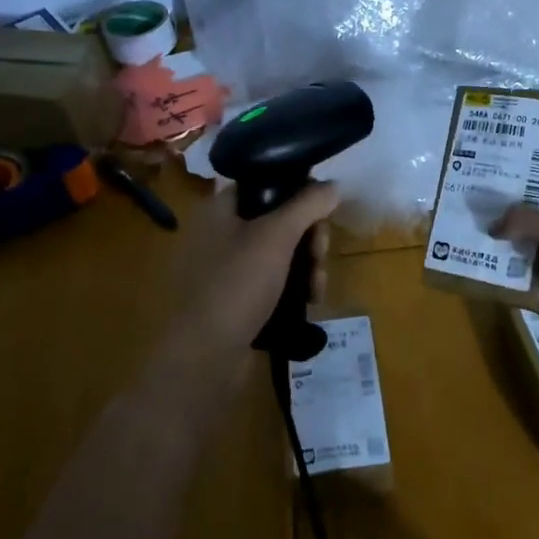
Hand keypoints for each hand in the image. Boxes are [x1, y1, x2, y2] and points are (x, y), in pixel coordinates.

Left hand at [175, 183, 338, 350]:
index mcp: (219, 209)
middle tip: (321, 253)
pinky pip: (272, 281)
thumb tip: (332, 185)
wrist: (205, 356)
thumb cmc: (237, 284)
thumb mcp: (277, 236)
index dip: (297, 191)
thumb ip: (307, 204)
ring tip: (317, 287)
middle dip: (309, 236)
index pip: (264, 183)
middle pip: (278, 219)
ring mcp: (226, 269)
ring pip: (279, 253)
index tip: (321, 210)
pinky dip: (293, 286)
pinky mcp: (235, 299)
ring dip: (307, 264)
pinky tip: (309, 301)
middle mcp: (219, 233)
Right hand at [490, 204, 538, 376]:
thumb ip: (529, 222)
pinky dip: (518, 292)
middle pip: (537, 234)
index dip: (522, 202)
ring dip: (510, 263)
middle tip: (474, 229)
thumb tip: (493, 225)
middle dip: (510, 232)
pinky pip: (535, 294)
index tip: (490, 202)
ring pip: (534, 264)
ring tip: (476, 256)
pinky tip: (495, 288)